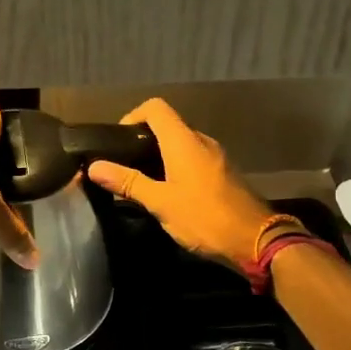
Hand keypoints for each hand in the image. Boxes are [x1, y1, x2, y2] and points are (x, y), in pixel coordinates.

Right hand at [86, 98, 274, 270]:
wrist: (256, 241)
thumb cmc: (204, 217)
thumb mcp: (161, 202)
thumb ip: (128, 182)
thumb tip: (94, 167)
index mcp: (184, 141)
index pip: (155, 108)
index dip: (132, 116)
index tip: (118, 142)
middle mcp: (201, 141)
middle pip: (167, 126)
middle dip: (142, 141)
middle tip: (123, 166)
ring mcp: (216, 157)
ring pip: (181, 145)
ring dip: (159, 157)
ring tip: (141, 182)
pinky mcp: (223, 174)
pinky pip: (194, 160)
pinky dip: (176, 168)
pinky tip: (167, 193)